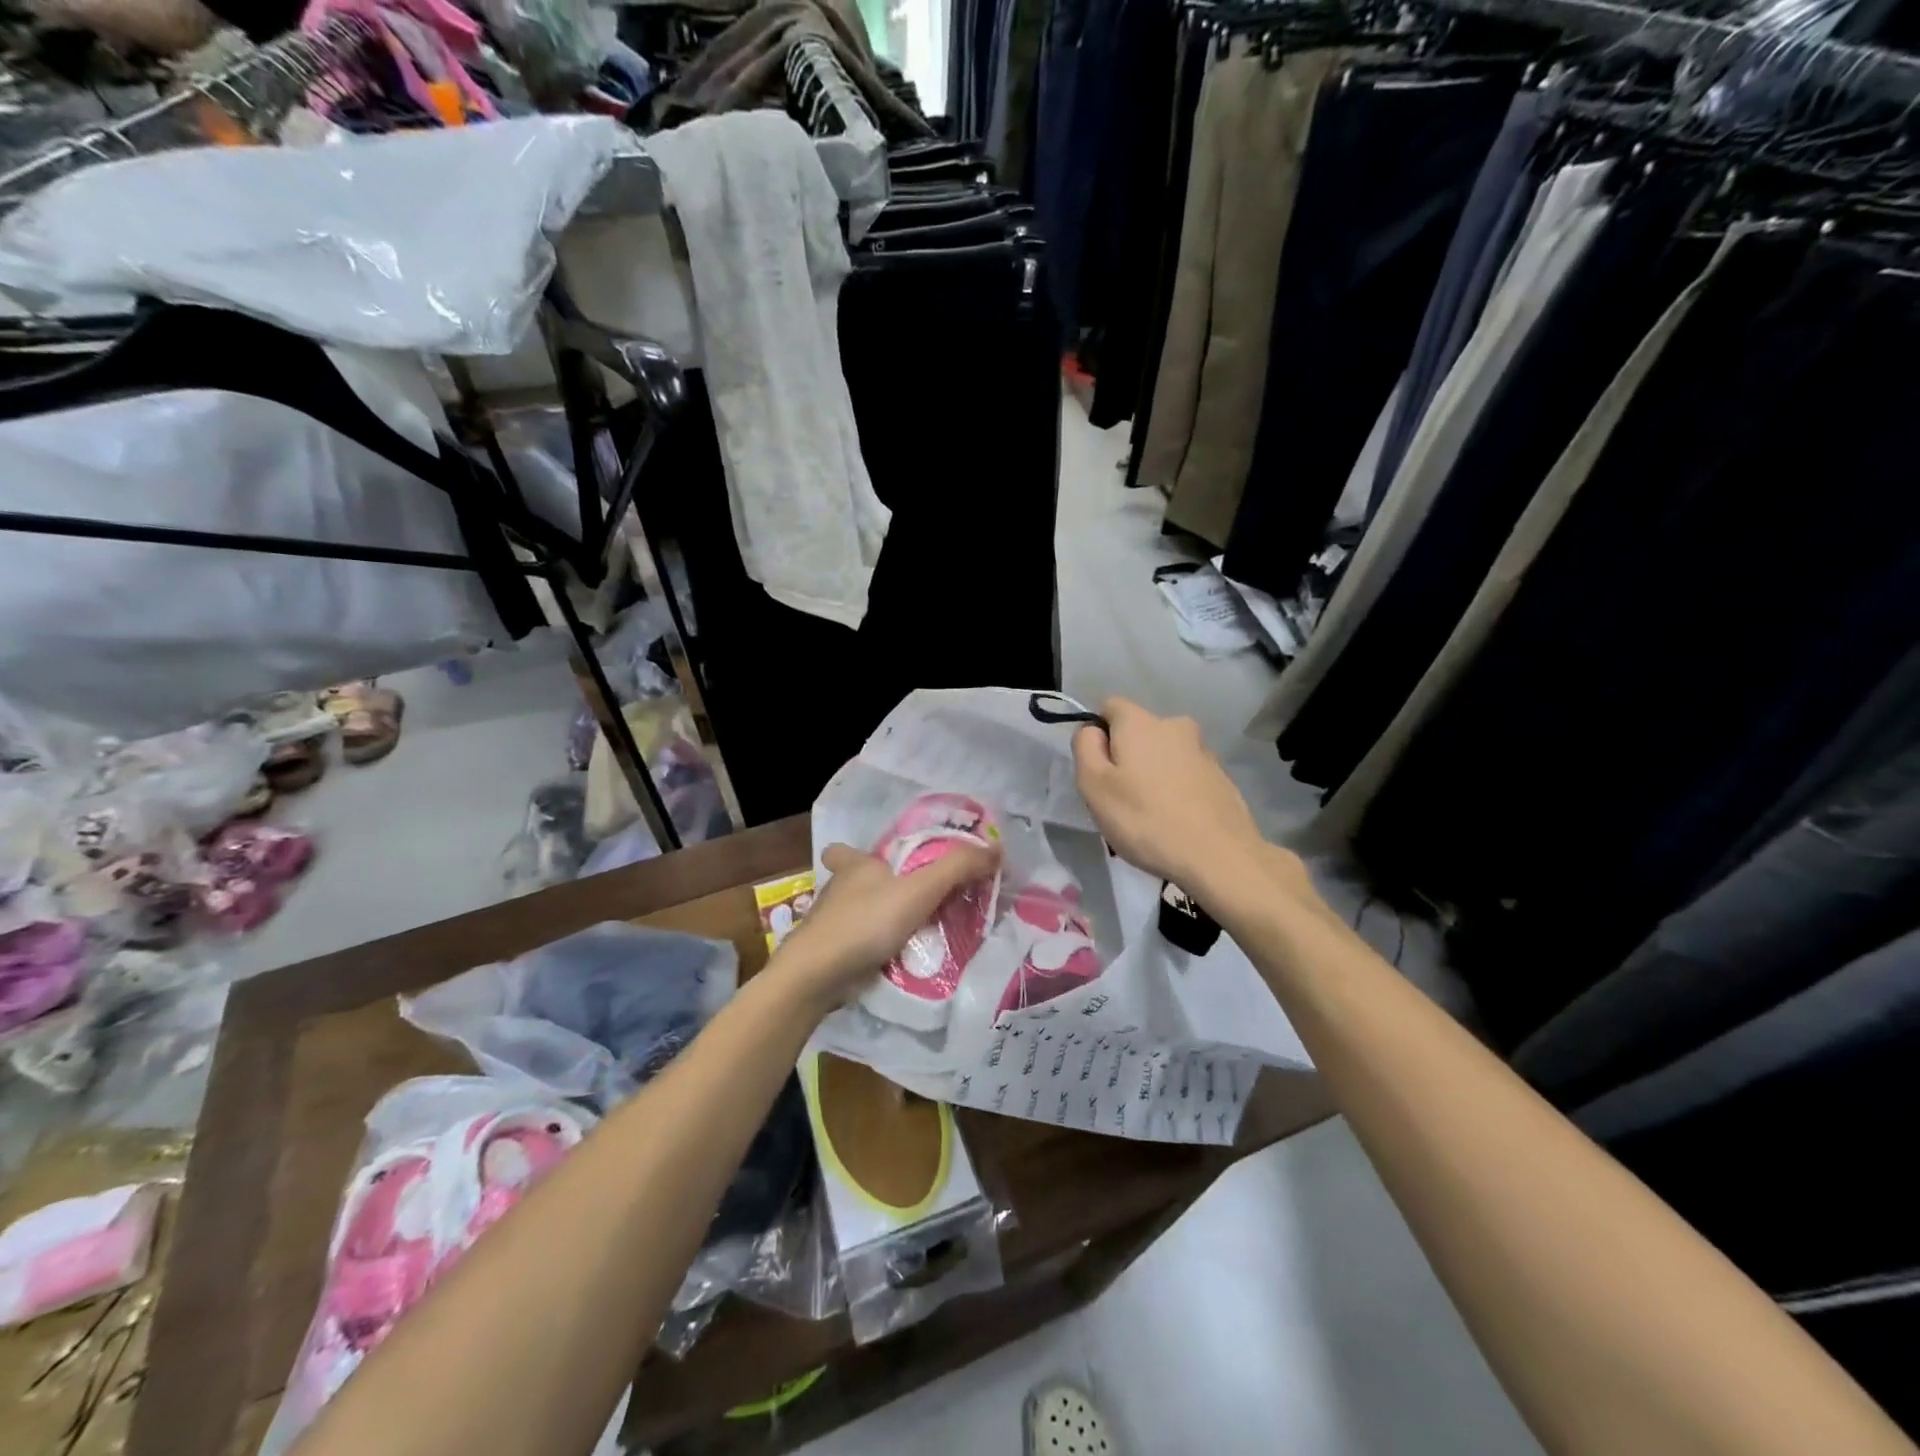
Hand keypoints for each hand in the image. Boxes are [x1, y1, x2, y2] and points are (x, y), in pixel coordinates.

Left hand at [772, 840, 1000, 1009]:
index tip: (877, 863)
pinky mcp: (834, 956)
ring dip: (881, 922)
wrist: (818, 976)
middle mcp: (839, 892)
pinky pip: (862, 947)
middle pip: (856, 885)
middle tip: (914, 900)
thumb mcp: (920, 889)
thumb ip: (958, 868)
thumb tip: (996, 848)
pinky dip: (879, 951)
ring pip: (859, 917)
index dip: (856, 854)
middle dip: (878, 890)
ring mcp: (832, 926)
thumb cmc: (866, 921)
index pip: (845, 851)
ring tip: (918, 931)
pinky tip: (902, 960)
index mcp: (854, 867)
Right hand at [1071, 698, 1268, 895]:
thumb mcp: (1094, 786)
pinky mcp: (1221, 776)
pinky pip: (1186, 774)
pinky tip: (1175, 820)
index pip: (1109, 706)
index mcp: (1140, 722)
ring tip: (1149, 814)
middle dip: (1126, 756)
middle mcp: (1174, 725)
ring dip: (1152, 773)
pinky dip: (1176, 789)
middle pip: (1139, 732)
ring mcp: (1203, 750)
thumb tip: (1092, 731)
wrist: (1219, 856)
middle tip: (1120, 798)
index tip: (1097, 769)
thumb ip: (1085, 747)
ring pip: (1164, 754)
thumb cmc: (1146, 819)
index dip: (1097, 733)